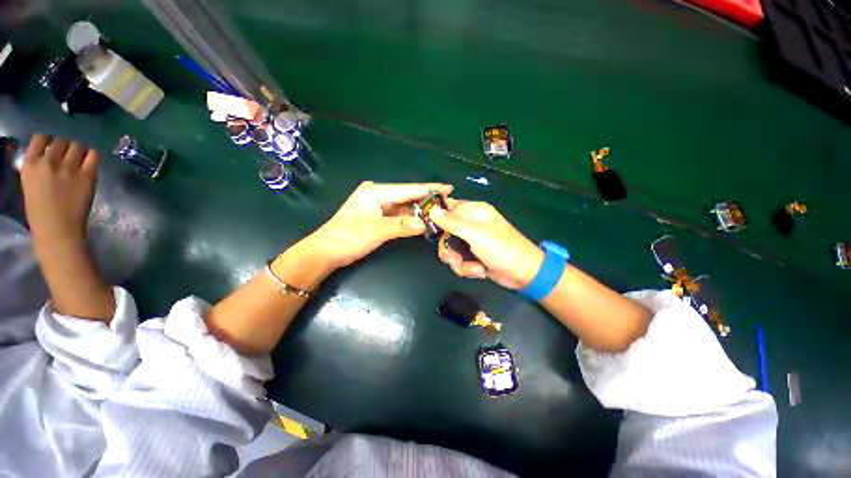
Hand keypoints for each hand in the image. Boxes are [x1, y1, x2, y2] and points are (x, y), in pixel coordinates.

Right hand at [20, 134, 98, 249]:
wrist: (57, 231)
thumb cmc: (40, 212)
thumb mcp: (30, 184)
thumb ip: (38, 168)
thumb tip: (47, 156)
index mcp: (30, 164)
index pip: (40, 138)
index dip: (49, 141)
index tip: (52, 148)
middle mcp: (48, 161)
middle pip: (61, 140)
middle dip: (65, 147)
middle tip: (68, 157)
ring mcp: (68, 168)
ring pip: (77, 145)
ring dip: (79, 151)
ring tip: (79, 161)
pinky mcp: (87, 176)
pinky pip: (93, 155)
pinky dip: (92, 156)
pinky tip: (90, 163)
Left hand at [299, 181, 452, 269]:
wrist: (326, 252)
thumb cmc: (348, 238)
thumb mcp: (376, 231)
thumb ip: (402, 225)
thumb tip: (425, 223)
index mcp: (376, 192)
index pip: (408, 189)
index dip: (429, 188)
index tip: (449, 188)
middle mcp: (379, 194)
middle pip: (408, 196)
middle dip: (427, 200)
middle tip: (448, 203)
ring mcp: (379, 205)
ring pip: (405, 206)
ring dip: (421, 210)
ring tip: (440, 212)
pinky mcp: (379, 216)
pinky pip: (400, 215)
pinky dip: (411, 218)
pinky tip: (424, 220)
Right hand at [430, 200, 543, 289]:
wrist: (524, 274)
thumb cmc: (502, 249)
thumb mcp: (475, 234)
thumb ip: (452, 222)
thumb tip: (432, 210)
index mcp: (473, 211)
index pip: (446, 209)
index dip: (437, 220)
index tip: (430, 232)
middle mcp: (470, 223)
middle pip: (445, 233)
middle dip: (449, 250)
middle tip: (454, 259)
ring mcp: (471, 240)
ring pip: (450, 249)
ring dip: (459, 263)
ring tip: (474, 269)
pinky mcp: (472, 254)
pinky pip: (458, 260)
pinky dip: (466, 268)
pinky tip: (479, 271)